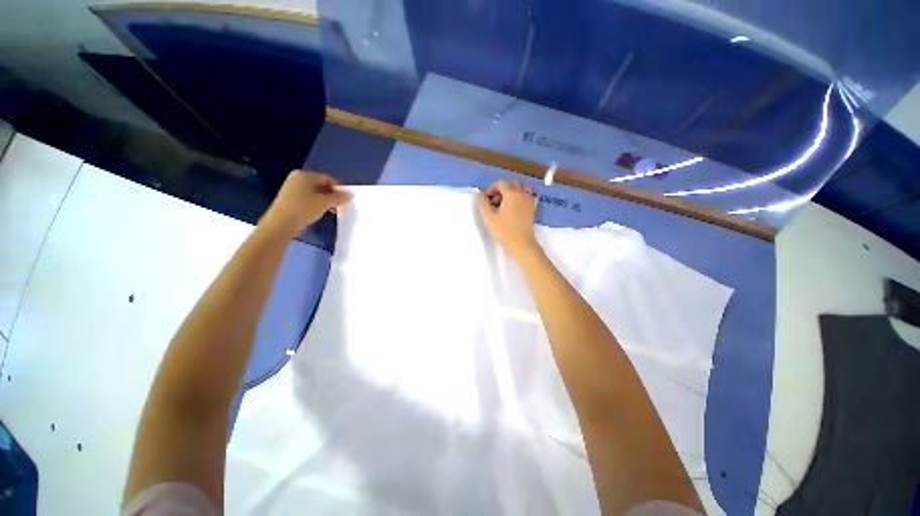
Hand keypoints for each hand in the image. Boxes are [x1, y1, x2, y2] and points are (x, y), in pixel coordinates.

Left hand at [262, 170, 352, 234]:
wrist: (281, 223)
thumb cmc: (304, 208)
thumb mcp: (324, 203)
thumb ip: (339, 198)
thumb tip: (351, 194)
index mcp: (304, 175)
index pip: (327, 178)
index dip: (337, 188)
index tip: (345, 198)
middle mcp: (297, 178)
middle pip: (320, 184)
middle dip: (330, 194)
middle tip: (339, 204)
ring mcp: (291, 188)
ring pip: (313, 192)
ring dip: (324, 199)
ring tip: (330, 209)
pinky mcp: (289, 198)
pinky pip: (307, 197)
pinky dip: (315, 203)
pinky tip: (319, 211)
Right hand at [476, 180, 540, 257]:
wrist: (522, 244)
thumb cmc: (504, 231)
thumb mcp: (489, 218)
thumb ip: (482, 204)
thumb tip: (480, 195)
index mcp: (512, 193)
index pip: (501, 183)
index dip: (492, 188)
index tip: (486, 198)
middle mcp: (522, 194)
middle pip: (512, 183)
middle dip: (501, 188)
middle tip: (493, 201)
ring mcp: (530, 201)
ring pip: (522, 187)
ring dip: (513, 191)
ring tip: (505, 202)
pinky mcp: (533, 209)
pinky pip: (529, 196)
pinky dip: (522, 196)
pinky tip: (517, 205)